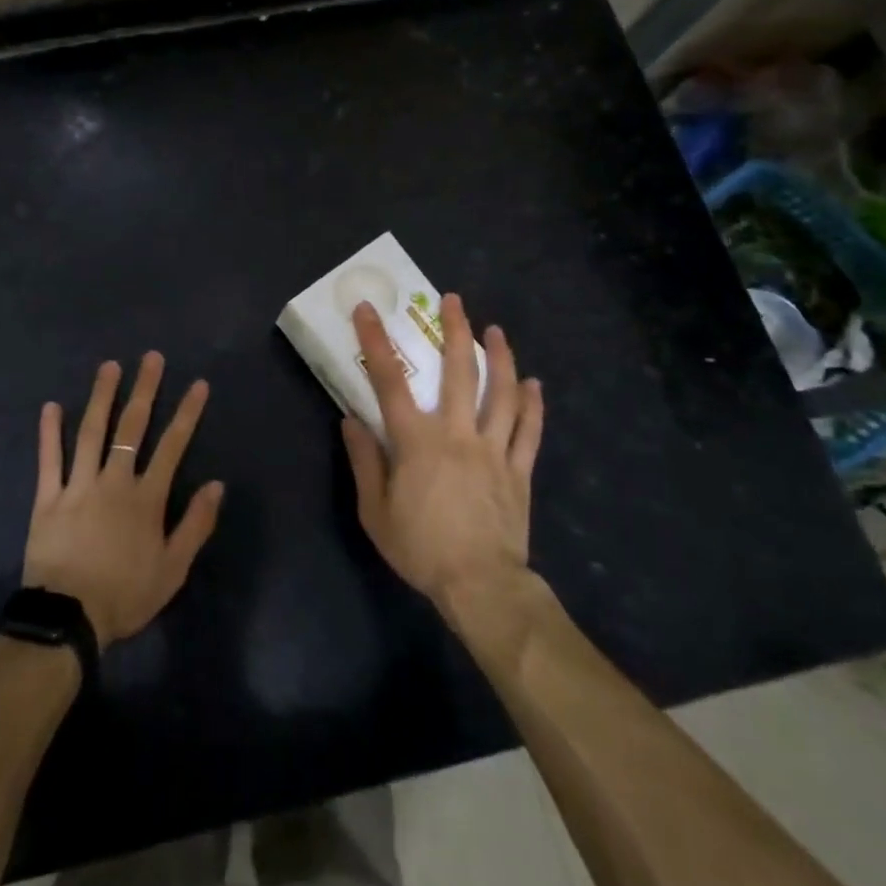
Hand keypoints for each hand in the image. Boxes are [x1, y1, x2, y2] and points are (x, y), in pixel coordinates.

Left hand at [23, 352, 225, 649]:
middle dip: (144, 389)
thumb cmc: (125, 596)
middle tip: (151, 358)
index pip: (172, 446)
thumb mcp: (173, 569)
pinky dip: (49, 432)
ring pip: (91, 432)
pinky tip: (51, 406)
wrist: (68, 619)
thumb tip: (217, 484)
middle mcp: (114, 481)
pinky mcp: (48, 497)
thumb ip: (196, 525)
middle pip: (132, 427)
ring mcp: (78, 485)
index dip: (187, 413)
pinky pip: (49, 459)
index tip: (198, 384)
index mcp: (145, 498)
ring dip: (101, 396)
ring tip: (109, 366)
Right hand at [341, 295, 543, 618]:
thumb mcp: (375, 511)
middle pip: (459, 372)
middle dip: (456, 331)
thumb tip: (350, 420)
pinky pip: (529, 430)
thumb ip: (364, 461)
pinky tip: (535, 383)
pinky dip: (533, 404)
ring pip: (502, 393)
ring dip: (501, 357)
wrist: (481, 586)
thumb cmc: (420, 547)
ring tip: (497, 330)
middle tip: (454, 300)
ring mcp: (493, 449)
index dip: (376, 342)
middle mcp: (457, 433)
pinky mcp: (518, 470)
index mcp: (416, 441)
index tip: (368, 309)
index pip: (389, 381)